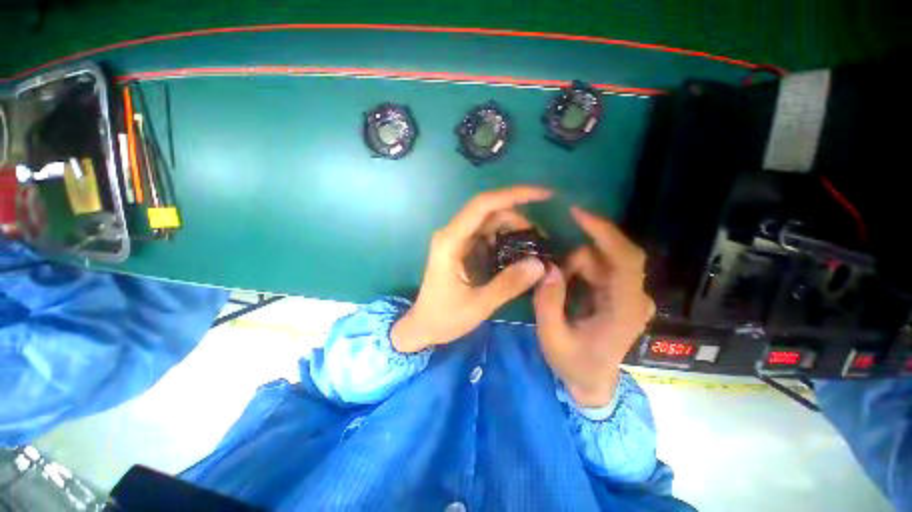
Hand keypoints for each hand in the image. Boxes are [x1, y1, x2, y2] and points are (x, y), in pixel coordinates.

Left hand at [391, 186, 551, 352]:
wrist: (422, 326)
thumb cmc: (444, 317)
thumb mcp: (479, 305)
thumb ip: (509, 284)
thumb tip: (540, 264)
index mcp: (451, 241)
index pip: (483, 205)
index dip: (514, 195)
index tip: (544, 195)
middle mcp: (453, 234)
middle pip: (490, 212)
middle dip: (519, 219)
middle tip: (542, 239)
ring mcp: (457, 241)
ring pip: (490, 223)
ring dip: (514, 230)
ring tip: (535, 248)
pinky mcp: (462, 249)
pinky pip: (487, 236)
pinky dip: (506, 241)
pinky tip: (519, 254)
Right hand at [533, 206, 654, 406]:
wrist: (592, 382)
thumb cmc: (573, 363)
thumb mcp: (552, 336)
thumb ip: (548, 302)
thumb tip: (547, 267)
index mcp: (625, 309)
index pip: (626, 260)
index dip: (605, 232)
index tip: (577, 214)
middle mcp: (635, 297)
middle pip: (613, 255)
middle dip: (580, 254)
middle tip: (552, 266)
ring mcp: (629, 295)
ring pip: (601, 261)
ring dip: (573, 268)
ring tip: (557, 292)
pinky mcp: (620, 294)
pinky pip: (598, 269)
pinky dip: (578, 272)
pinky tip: (566, 290)